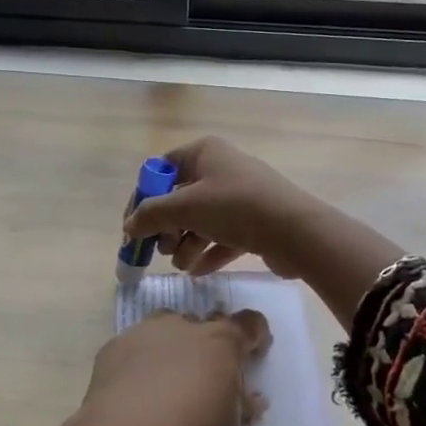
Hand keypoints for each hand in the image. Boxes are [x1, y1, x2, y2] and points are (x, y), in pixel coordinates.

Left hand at [78, 310, 271, 425]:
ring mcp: (145, 331)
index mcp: (221, 342)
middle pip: (203, 323)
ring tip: (168, 375)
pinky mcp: (114, 346)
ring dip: (172, 344)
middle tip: (206, 371)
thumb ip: (242, 406)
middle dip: (208, 342)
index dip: (255, 335)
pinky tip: (134, 386)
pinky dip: (140, 359)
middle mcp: (184, 326)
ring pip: (165, 327)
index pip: (249, 324)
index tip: (254, 352)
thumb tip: (252, 398)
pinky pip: (134, 345)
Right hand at [121, 137, 323, 278]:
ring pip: (202, 220)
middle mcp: (222, 169)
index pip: (162, 169)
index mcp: (204, 153)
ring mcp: (241, 196)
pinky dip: (209, 252)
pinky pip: (223, 236)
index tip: (133, 226)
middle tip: (162, 249)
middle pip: (181, 198)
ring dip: (187, 244)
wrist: (296, 231)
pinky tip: (199, 271)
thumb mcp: (185, 207)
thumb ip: (151, 215)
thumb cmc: (235, 207)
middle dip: (168, 227)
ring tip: (182, 265)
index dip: (144, 197)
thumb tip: (130, 225)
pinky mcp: (256, 222)